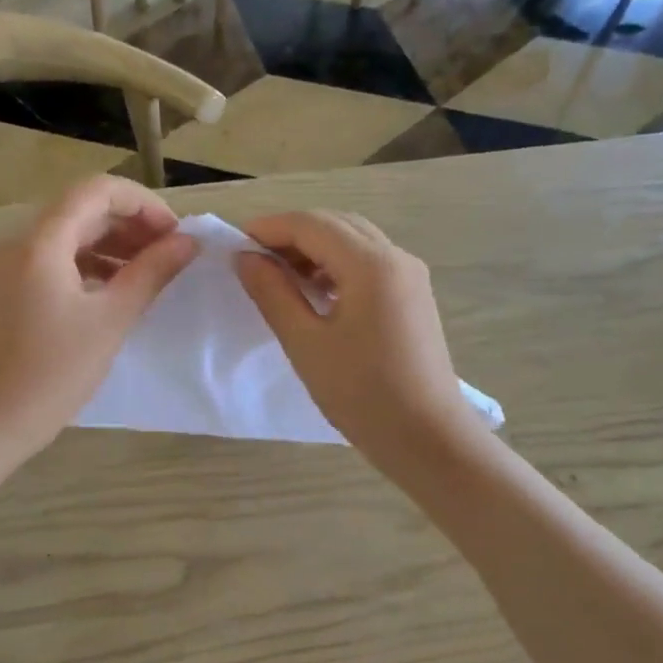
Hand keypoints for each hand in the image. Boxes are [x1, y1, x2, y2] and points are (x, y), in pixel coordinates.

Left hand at [0, 176, 198, 456]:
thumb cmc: (54, 374)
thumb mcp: (111, 320)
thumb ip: (151, 273)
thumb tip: (188, 242)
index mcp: (40, 243)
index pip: (96, 191)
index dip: (142, 203)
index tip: (175, 234)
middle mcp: (17, 242)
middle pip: (81, 210)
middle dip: (130, 224)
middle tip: (170, 254)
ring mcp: (6, 266)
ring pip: (67, 236)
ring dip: (111, 245)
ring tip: (150, 272)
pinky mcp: (4, 289)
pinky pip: (51, 260)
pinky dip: (87, 265)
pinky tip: (114, 289)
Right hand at [234, 211, 475, 460]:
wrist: (427, 438)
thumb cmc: (361, 393)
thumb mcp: (305, 342)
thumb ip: (272, 293)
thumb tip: (246, 258)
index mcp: (371, 264)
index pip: (311, 224)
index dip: (269, 228)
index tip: (234, 245)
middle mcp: (396, 258)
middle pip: (336, 224)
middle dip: (291, 234)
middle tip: (254, 260)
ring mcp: (410, 276)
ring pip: (355, 241)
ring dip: (315, 248)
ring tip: (279, 277)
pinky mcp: (413, 296)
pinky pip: (370, 262)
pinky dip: (337, 265)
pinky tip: (315, 293)